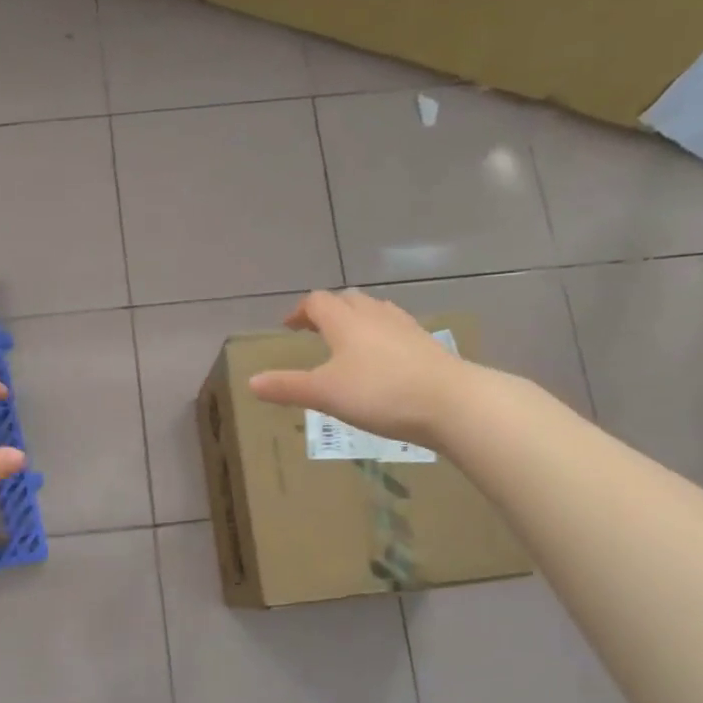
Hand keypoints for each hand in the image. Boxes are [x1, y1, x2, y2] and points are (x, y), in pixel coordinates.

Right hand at [248, 289, 468, 444]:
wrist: (451, 402)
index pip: (317, 302)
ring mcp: (405, 327)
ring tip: (348, 342)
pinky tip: (383, 359)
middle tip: (316, 330)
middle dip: (328, 311)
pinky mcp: (426, 344)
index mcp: (345, 321)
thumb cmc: (379, 393)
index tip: (289, 326)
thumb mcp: (324, 393)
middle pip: (347, 300)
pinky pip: (395, 329)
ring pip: (374, 311)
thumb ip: (287, 387)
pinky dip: (381, 336)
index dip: (300, 311)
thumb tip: (251, 382)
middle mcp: (374, 315)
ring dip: (356, 320)